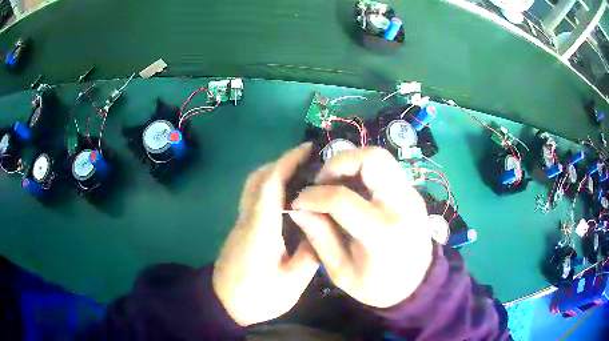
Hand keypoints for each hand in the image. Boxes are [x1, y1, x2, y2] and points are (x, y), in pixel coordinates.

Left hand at [212, 143, 318, 325]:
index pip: (271, 183)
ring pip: (253, 186)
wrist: (222, 306)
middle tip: (308, 162)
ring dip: (275, 173)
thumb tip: (321, 229)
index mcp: (261, 229)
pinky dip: (270, 188)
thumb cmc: (256, 297)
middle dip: (281, 162)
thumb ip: (310, 254)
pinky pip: (254, 198)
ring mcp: (240, 223)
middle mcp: (247, 219)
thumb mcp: (291, 282)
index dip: (288, 161)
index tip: (308, 149)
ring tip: (302, 176)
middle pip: (258, 178)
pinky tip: (289, 199)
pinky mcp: (240, 230)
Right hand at [289, 147, 432, 307]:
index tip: (299, 202)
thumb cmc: (378, 286)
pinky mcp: (411, 192)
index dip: (313, 196)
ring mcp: (410, 194)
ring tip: (334, 184)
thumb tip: (298, 208)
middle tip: (321, 182)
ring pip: (379, 156)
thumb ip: (319, 237)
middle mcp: (401, 204)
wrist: (417, 284)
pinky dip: (362, 171)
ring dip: (351, 163)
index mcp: (382, 232)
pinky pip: (384, 168)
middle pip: (371, 158)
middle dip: (338, 163)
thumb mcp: (341, 272)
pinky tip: (351, 190)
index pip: (342, 198)